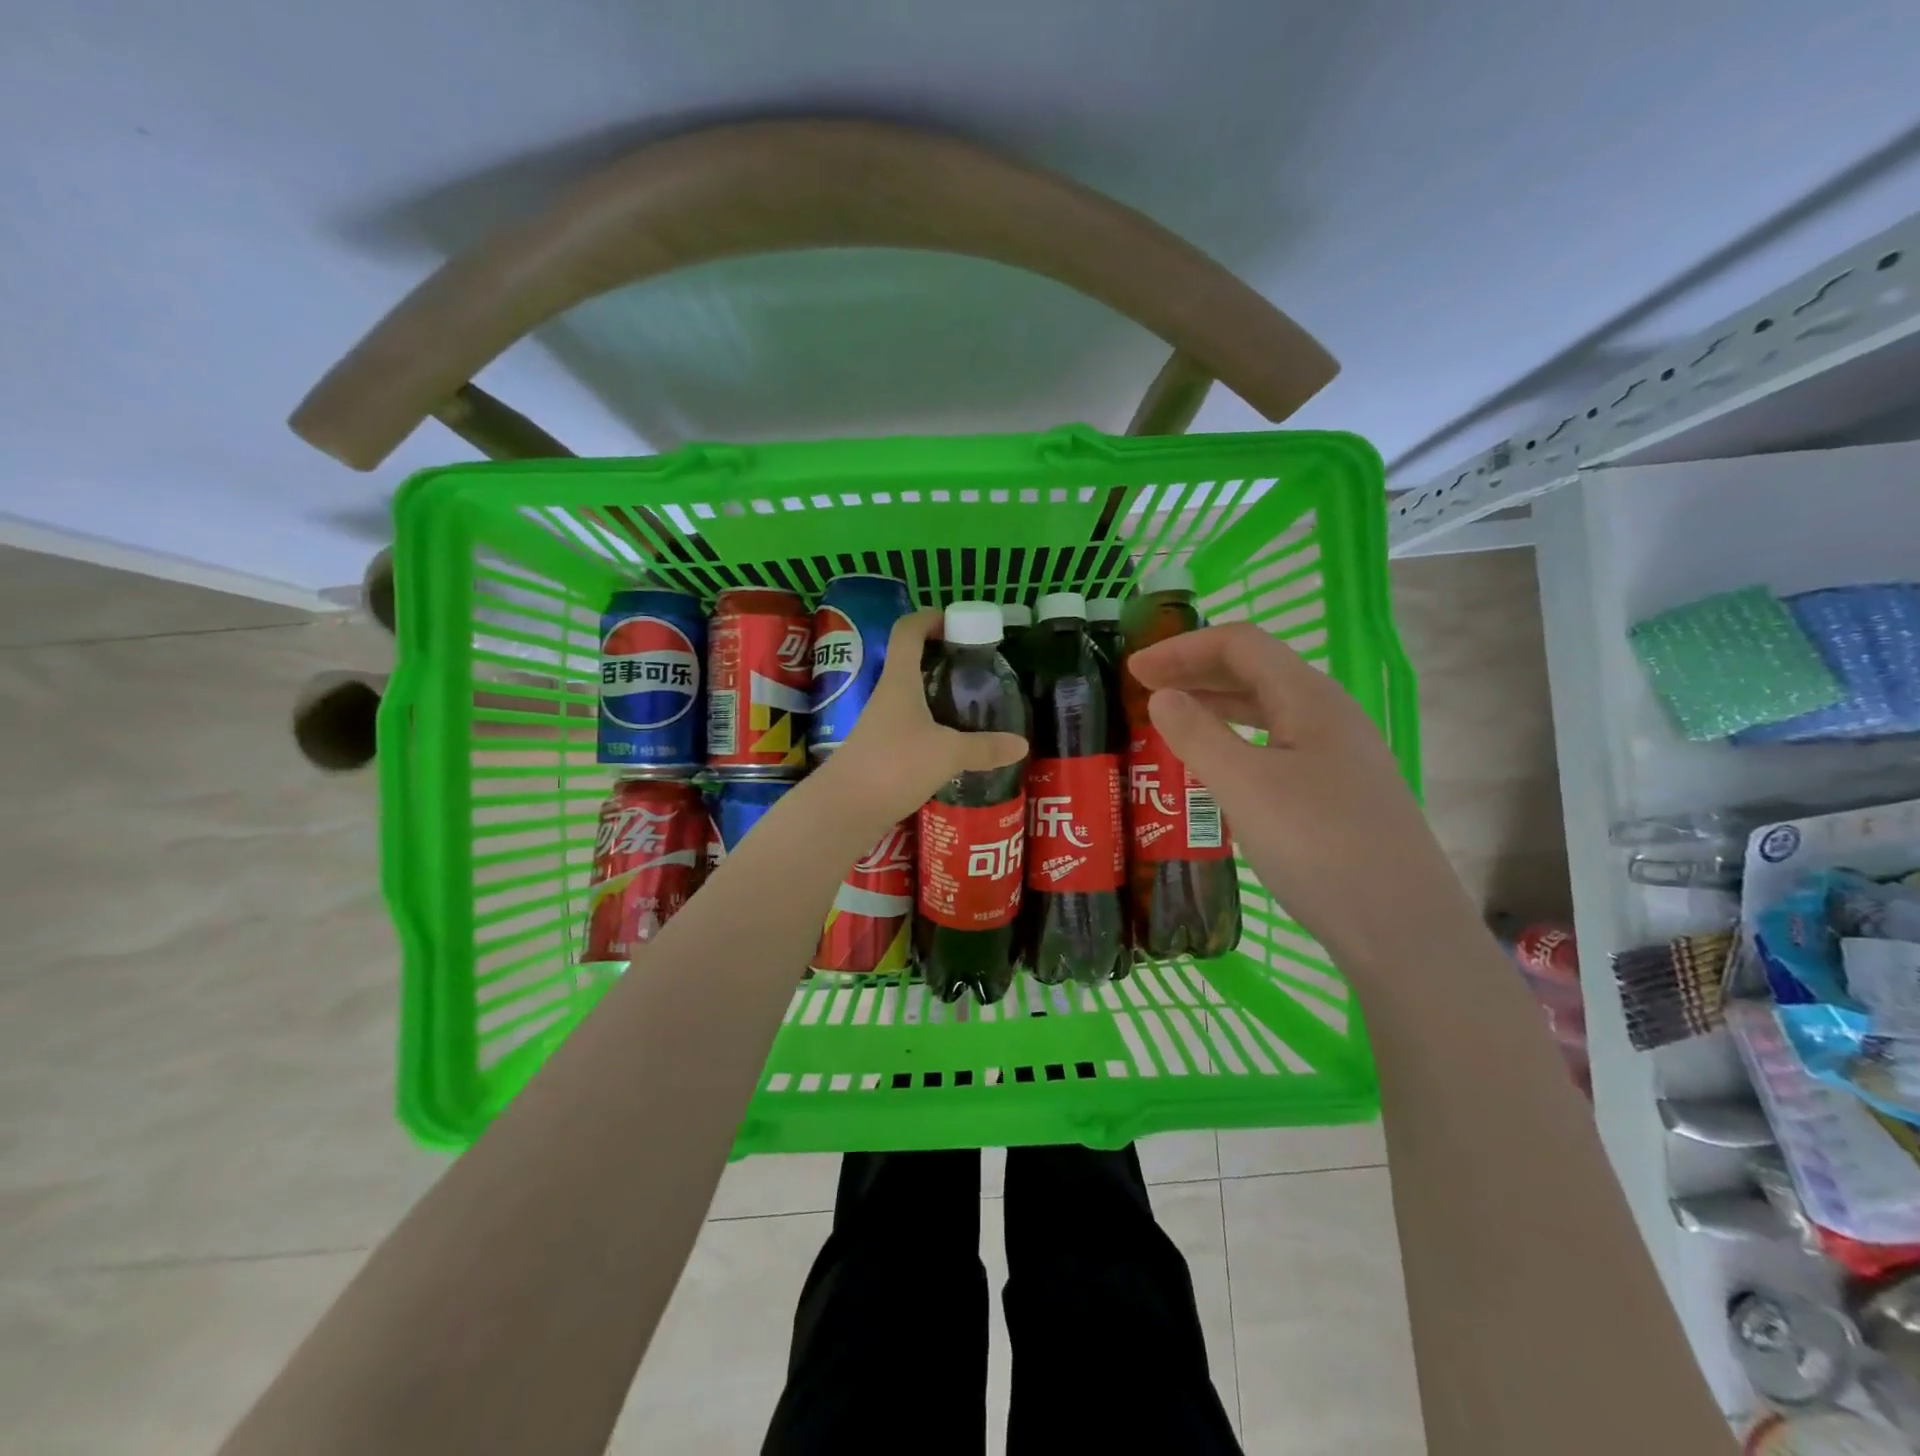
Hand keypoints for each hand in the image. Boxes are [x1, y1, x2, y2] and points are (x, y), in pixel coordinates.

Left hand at [815, 609, 1027, 827]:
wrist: (844, 809)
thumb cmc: (894, 765)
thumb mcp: (947, 754)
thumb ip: (984, 748)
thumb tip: (1021, 744)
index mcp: (899, 681)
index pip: (908, 631)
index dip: (930, 618)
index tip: (957, 622)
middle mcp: (887, 696)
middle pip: (910, 662)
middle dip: (941, 658)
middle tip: (975, 667)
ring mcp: (880, 724)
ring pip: (911, 696)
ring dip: (937, 694)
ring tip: (971, 704)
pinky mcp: (880, 751)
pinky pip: (910, 726)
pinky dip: (931, 725)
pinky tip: (952, 743)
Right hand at [1126, 623, 1459, 956]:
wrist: (1402, 928)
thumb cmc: (1319, 846)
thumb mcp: (1245, 786)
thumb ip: (1198, 735)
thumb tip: (1162, 697)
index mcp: (1309, 698)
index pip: (1240, 645)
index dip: (1183, 648)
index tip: (1134, 670)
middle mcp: (1327, 716)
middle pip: (1254, 672)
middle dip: (1194, 673)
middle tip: (1141, 691)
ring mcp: (1335, 756)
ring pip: (1265, 712)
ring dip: (1213, 707)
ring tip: (1168, 723)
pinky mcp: (1334, 793)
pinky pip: (1273, 748)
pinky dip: (1233, 743)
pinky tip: (1212, 769)